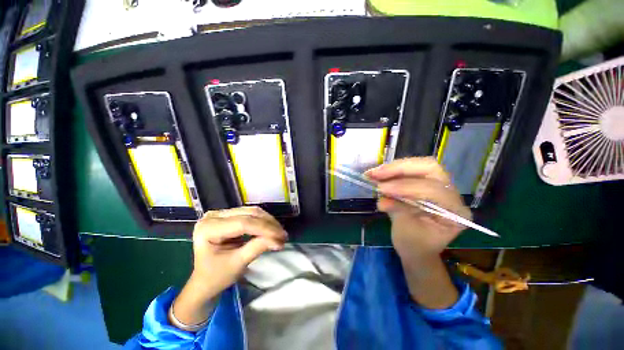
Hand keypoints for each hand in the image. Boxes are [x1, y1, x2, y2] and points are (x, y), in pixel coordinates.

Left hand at [172, 207, 286, 326]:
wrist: (204, 280)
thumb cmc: (216, 277)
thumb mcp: (237, 264)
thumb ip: (257, 248)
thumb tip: (279, 240)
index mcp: (208, 228)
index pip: (243, 223)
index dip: (264, 229)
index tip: (281, 237)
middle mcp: (213, 216)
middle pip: (248, 214)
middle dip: (269, 225)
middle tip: (283, 235)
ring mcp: (221, 214)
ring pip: (252, 211)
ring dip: (269, 222)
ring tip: (280, 233)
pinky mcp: (229, 215)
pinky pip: (250, 214)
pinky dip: (264, 221)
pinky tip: (272, 229)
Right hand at [366, 157, 470, 262]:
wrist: (416, 247)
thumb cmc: (415, 245)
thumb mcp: (406, 233)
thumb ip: (397, 212)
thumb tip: (382, 199)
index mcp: (455, 212)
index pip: (433, 190)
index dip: (405, 186)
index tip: (381, 189)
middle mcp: (452, 193)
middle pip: (430, 168)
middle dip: (400, 169)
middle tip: (376, 173)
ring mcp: (439, 185)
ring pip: (419, 165)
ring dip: (393, 168)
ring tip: (372, 173)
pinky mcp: (425, 182)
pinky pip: (410, 170)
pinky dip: (391, 171)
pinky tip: (377, 175)